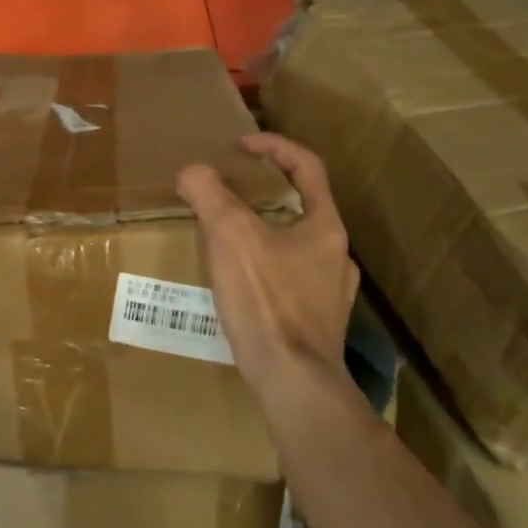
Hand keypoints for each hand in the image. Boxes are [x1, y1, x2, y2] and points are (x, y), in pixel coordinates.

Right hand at [177, 132, 359, 398]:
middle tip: (228, 188)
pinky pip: (289, 275)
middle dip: (264, 189)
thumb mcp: (229, 235)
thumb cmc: (266, 299)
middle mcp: (335, 254)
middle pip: (302, 204)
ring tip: (226, 233)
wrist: (293, 382)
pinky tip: (238, 279)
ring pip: (295, 242)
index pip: (306, 166)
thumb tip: (192, 171)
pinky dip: (263, 262)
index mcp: (324, 225)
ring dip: (263, 227)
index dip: (273, 146)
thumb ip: (208, 194)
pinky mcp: (317, 321)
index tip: (240, 144)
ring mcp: (331, 291)